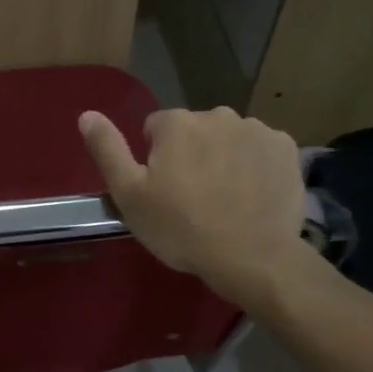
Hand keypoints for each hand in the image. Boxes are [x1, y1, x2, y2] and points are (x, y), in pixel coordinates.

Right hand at [79, 105, 306, 307]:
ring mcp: (255, 129)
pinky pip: (261, 149)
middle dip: (192, 154)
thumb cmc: (181, 228)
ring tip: (226, 199)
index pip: (155, 129)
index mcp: (176, 123)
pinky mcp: (285, 147)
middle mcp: (217, 114)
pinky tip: (252, 195)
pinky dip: (255, 165)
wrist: (251, 257)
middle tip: (194, 198)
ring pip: (229, 138)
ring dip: (224, 158)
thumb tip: (87, 114)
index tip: (164, 190)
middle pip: (195, 131)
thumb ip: (107, 149)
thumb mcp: (130, 195)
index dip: (156, 160)